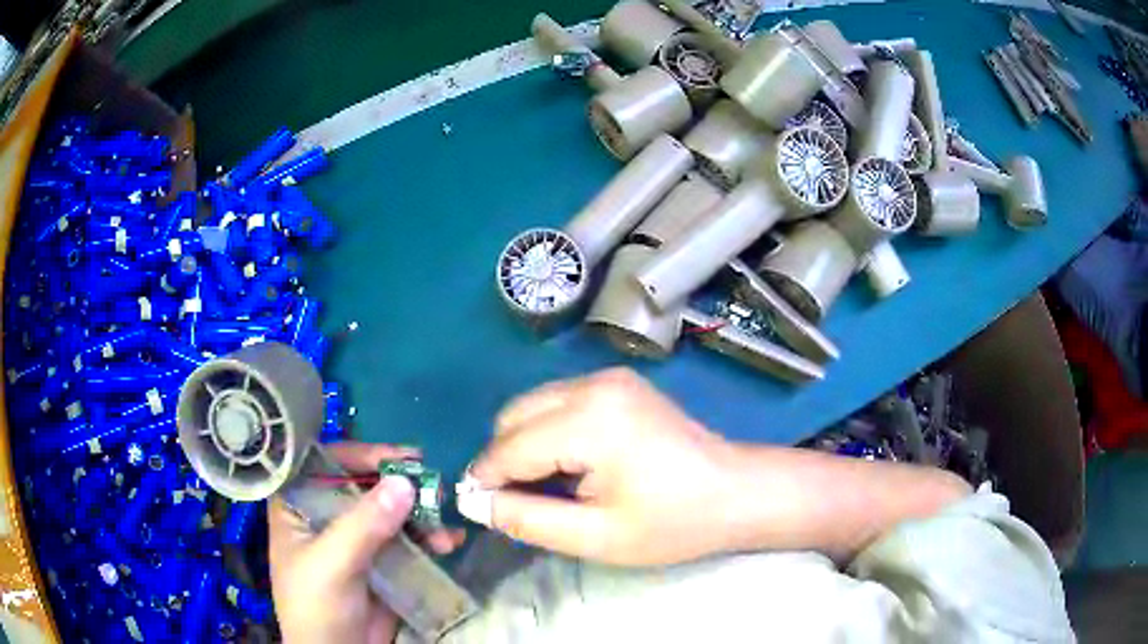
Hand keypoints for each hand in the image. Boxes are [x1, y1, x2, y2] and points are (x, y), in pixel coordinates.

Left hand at [270, 442, 464, 642]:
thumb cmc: (316, 606)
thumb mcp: (332, 564)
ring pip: (389, 510)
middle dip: (398, 484)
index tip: (401, 457)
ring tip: (443, 521)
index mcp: (298, 506)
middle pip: (363, 484)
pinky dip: (429, 538)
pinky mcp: (382, 560)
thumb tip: (404, 482)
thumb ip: (363, 525)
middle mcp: (325, 515)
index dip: (360, 454)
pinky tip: (449, 541)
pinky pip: (406, 539)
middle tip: (433, 480)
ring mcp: (356, 538)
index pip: (324, 464)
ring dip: (419, 513)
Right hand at [466, 368, 736, 565]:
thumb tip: (475, 504)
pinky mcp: (618, 383)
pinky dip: (548, 431)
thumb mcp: (596, 536)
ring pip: (533, 405)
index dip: (485, 479)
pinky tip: (571, 465)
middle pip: (514, 416)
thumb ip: (527, 520)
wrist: (737, 491)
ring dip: (524, 444)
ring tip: (546, 488)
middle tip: (516, 503)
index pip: (509, 446)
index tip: (478, 509)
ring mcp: (608, 378)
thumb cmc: (674, 522)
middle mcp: (593, 385)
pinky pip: (559, 402)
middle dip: (502, 459)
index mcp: (589, 420)